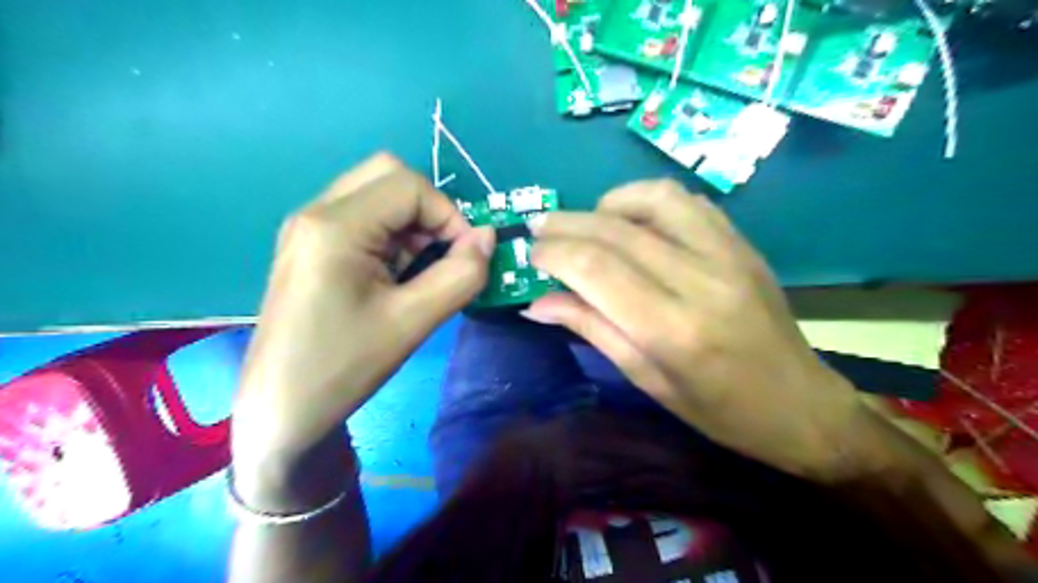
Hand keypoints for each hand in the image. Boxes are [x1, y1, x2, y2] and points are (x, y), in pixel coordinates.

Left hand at [235, 156, 493, 472]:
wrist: (281, 409)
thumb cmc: (343, 367)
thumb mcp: (412, 322)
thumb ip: (460, 275)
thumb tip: (488, 237)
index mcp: (335, 226)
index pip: (409, 185)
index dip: (449, 214)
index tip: (465, 256)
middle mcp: (316, 212)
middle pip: (388, 174)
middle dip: (429, 209)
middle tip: (442, 253)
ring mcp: (309, 227)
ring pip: (376, 193)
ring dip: (412, 222)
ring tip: (420, 270)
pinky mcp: (311, 246)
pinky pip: (363, 217)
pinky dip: (393, 234)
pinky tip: (395, 275)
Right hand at [529, 180, 870, 480]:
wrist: (800, 404)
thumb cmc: (718, 410)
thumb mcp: (647, 380)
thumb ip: (592, 329)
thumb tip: (537, 302)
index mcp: (672, 329)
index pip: (595, 269)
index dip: (553, 253)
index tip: (529, 254)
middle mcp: (699, 280)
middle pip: (615, 231)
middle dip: (565, 224)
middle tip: (537, 228)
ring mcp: (727, 253)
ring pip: (652, 200)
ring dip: (606, 205)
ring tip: (585, 223)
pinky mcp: (741, 243)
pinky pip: (686, 201)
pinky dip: (646, 200)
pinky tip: (630, 220)